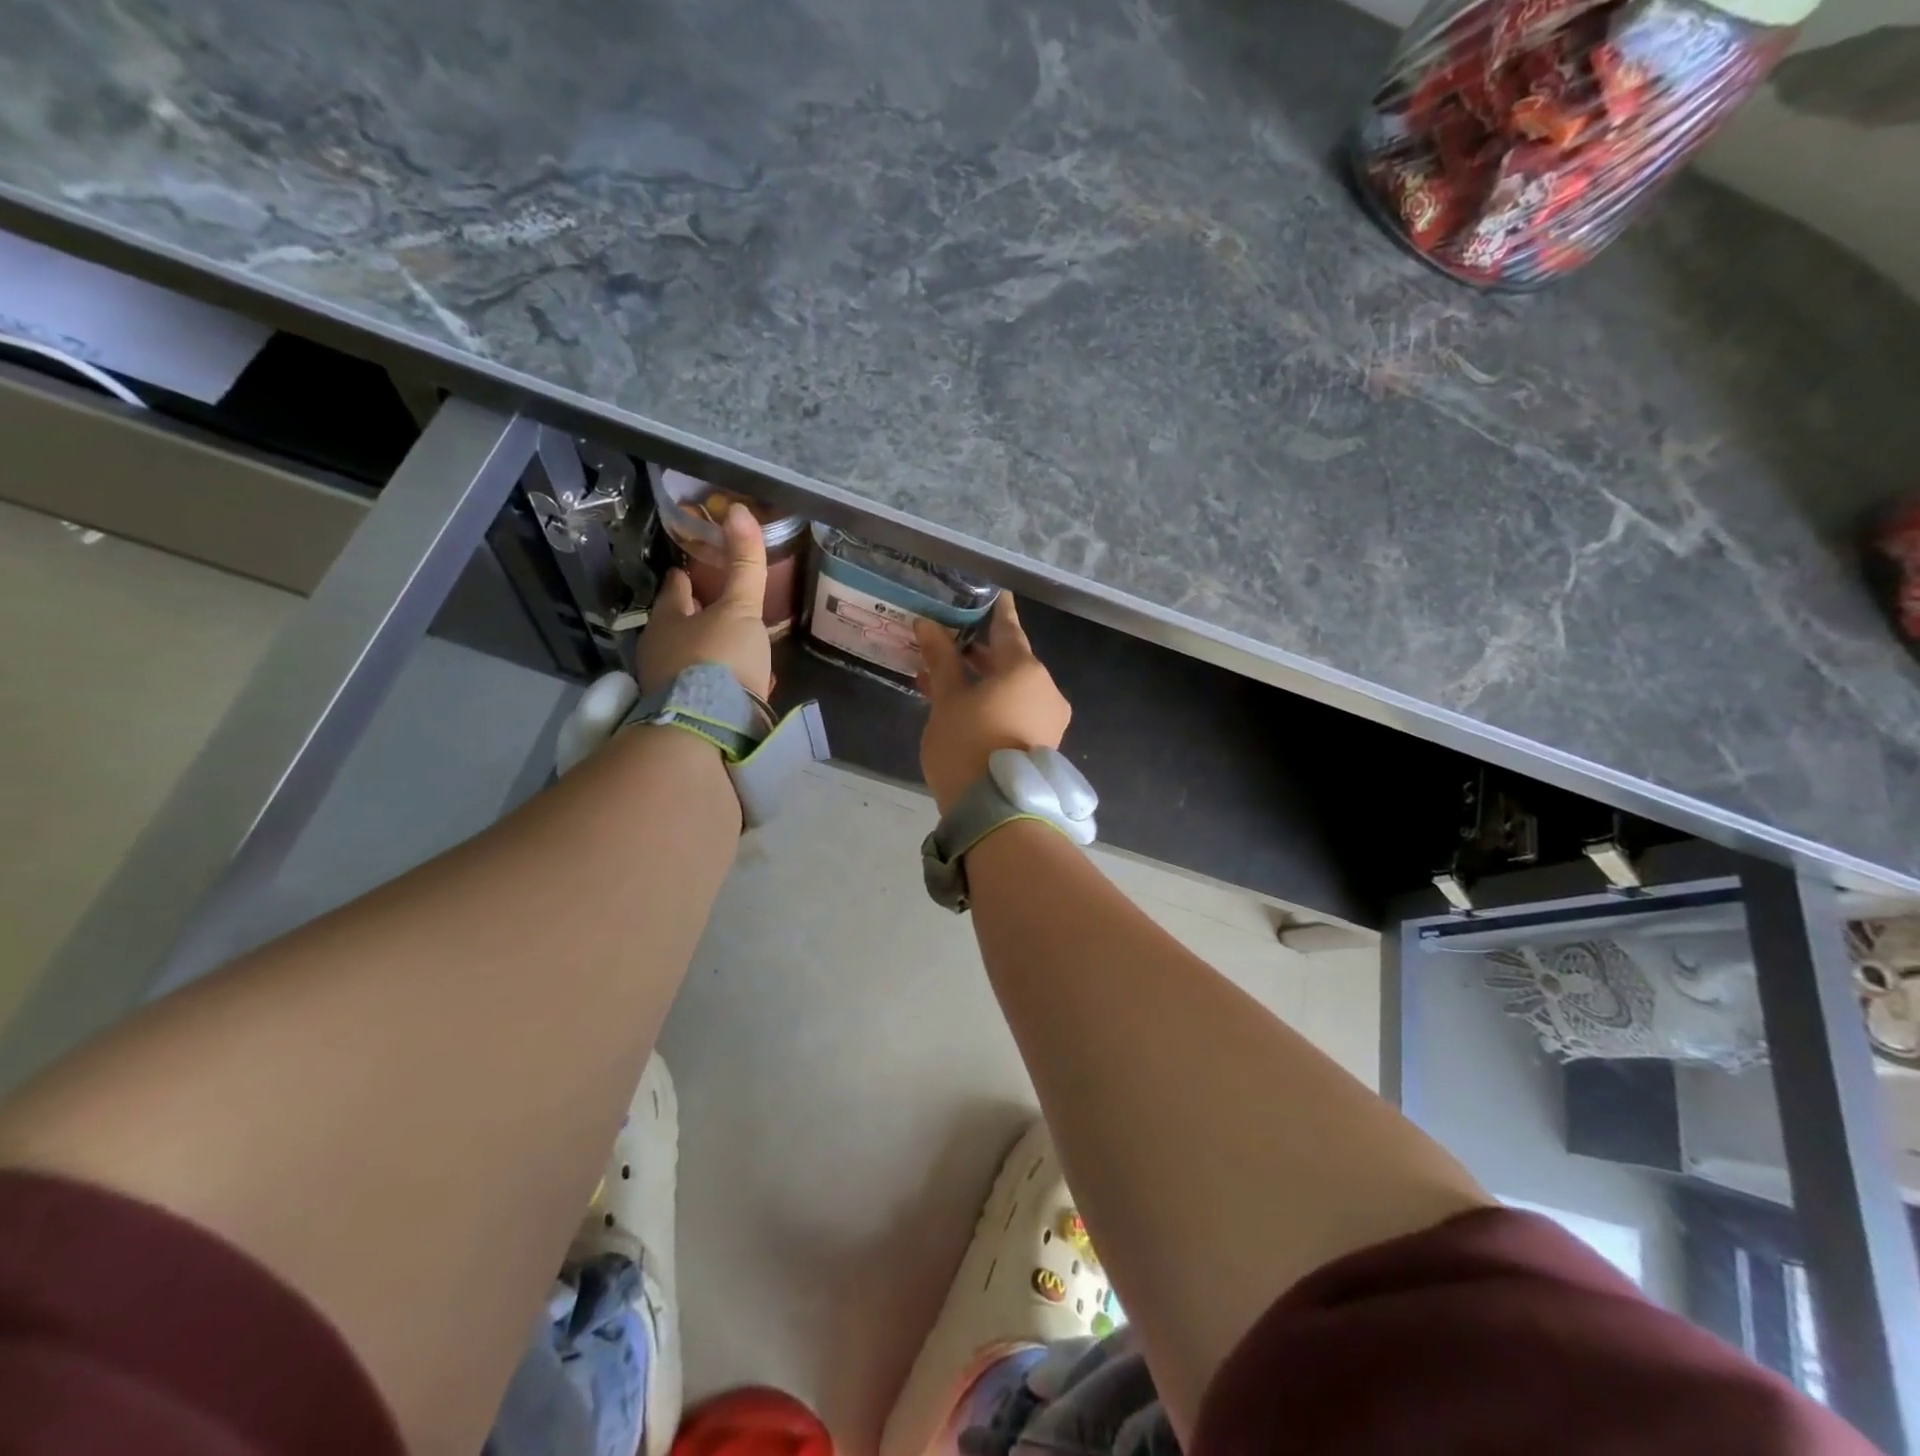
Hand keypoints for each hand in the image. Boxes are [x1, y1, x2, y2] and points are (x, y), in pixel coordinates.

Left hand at [638, 503, 773, 698]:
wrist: (708, 728)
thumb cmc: (719, 658)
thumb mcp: (740, 609)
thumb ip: (744, 566)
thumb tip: (737, 509)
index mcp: (668, 621)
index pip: (674, 592)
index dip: (682, 581)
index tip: (684, 572)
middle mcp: (659, 652)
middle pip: (676, 627)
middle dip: (692, 619)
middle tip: (711, 610)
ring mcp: (668, 687)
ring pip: (688, 662)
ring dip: (705, 656)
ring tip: (729, 651)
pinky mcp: (684, 716)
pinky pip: (702, 692)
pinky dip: (717, 686)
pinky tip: (736, 690)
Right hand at [915, 594, 1071, 814]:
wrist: (997, 812)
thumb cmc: (968, 745)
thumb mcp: (948, 700)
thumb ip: (941, 660)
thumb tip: (927, 624)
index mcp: (1026, 670)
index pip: (1008, 629)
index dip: (998, 610)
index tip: (998, 593)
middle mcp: (1046, 689)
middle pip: (1010, 661)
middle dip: (977, 654)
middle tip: (947, 644)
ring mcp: (1049, 719)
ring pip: (1012, 690)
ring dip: (980, 683)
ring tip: (941, 681)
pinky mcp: (1044, 744)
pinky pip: (1017, 711)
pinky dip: (992, 704)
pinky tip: (962, 708)